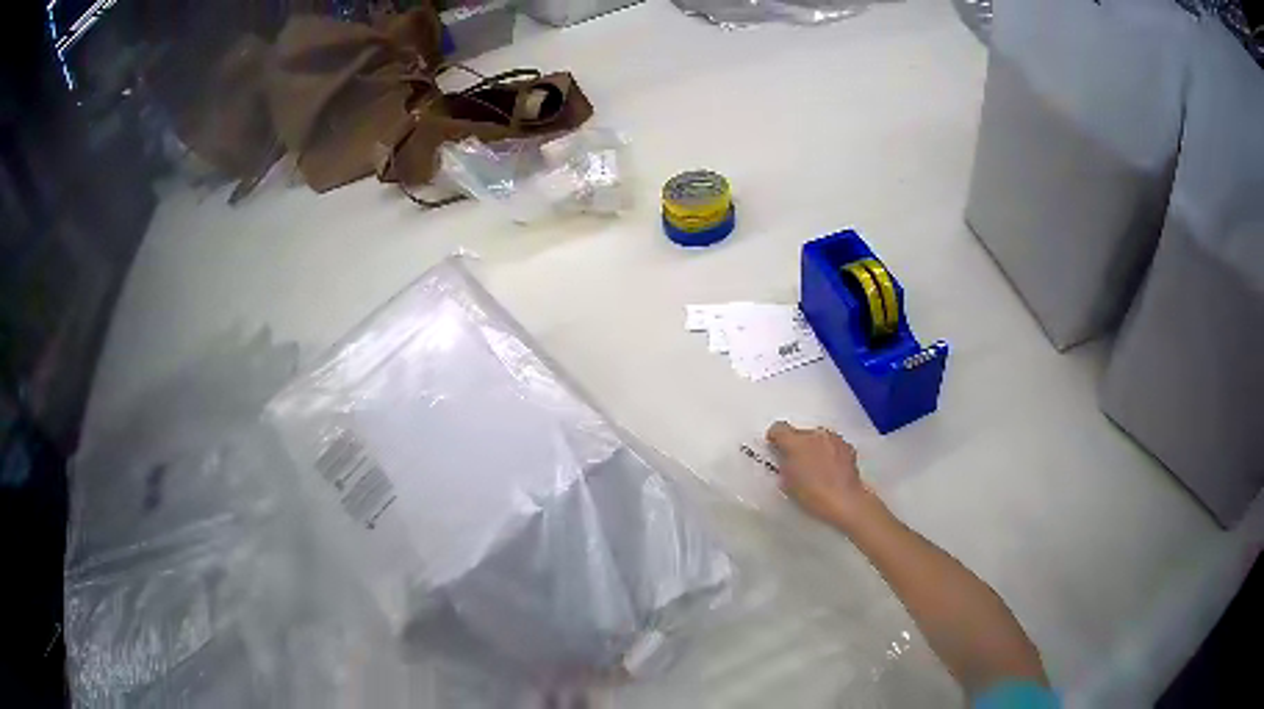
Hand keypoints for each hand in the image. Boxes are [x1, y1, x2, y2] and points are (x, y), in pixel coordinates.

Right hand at [766, 421, 880, 530]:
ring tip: (816, 467)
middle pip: (800, 433)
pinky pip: (833, 444)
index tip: (776, 447)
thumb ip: (784, 464)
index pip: (778, 428)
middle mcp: (815, 435)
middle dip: (797, 445)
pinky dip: (830, 452)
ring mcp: (834, 439)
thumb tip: (786, 459)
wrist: (845, 501)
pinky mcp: (847, 446)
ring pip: (818, 437)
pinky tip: (831, 469)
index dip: (775, 437)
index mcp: (796, 443)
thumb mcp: (788, 483)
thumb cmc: (813, 495)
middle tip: (798, 464)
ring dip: (814, 447)